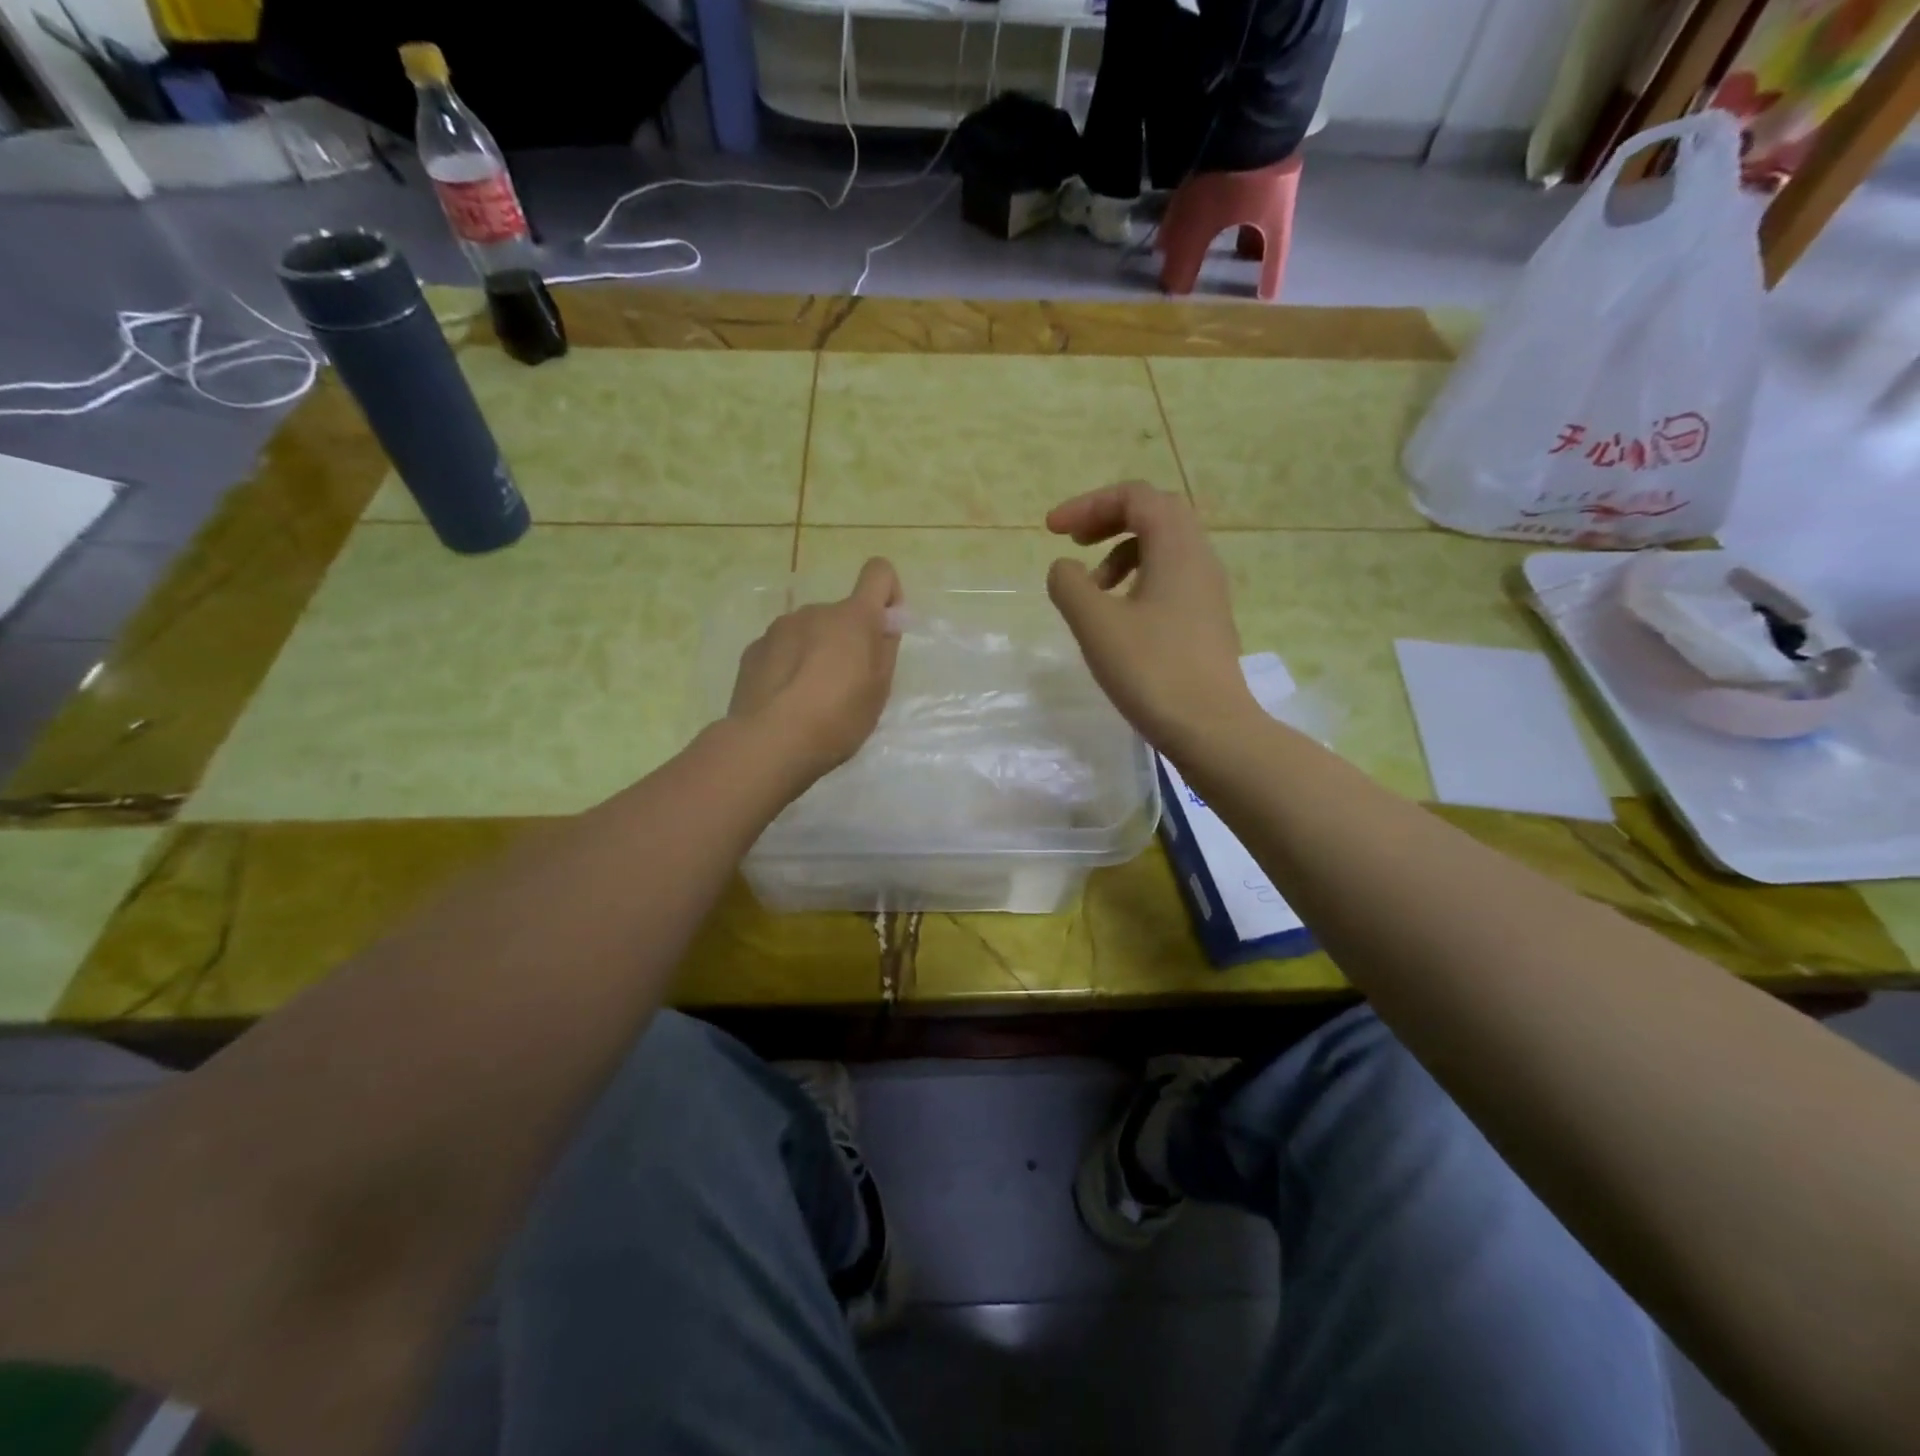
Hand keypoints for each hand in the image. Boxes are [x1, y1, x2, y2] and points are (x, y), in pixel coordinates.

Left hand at [729, 558, 902, 779]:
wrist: (769, 742)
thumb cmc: (837, 718)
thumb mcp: (878, 691)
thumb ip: (884, 649)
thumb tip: (883, 624)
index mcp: (853, 617)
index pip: (879, 572)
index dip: (888, 594)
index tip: (885, 629)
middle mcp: (814, 611)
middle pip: (841, 614)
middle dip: (847, 639)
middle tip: (846, 686)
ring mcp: (779, 628)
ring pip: (809, 632)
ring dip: (816, 652)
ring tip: (811, 698)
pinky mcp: (753, 650)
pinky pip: (782, 649)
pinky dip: (789, 666)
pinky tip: (785, 701)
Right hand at [1045, 483, 1256, 754]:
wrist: (1211, 728)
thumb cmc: (1151, 670)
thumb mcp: (1096, 624)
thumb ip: (1070, 585)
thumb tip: (1065, 569)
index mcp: (1177, 548)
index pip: (1135, 497)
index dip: (1089, 504)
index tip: (1052, 531)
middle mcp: (1200, 558)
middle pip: (1155, 514)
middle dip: (1109, 520)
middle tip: (1075, 543)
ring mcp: (1208, 591)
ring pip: (1164, 549)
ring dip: (1122, 554)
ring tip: (1092, 590)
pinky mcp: (1207, 620)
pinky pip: (1171, 579)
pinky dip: (1138, 581)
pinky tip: (1119, 619)